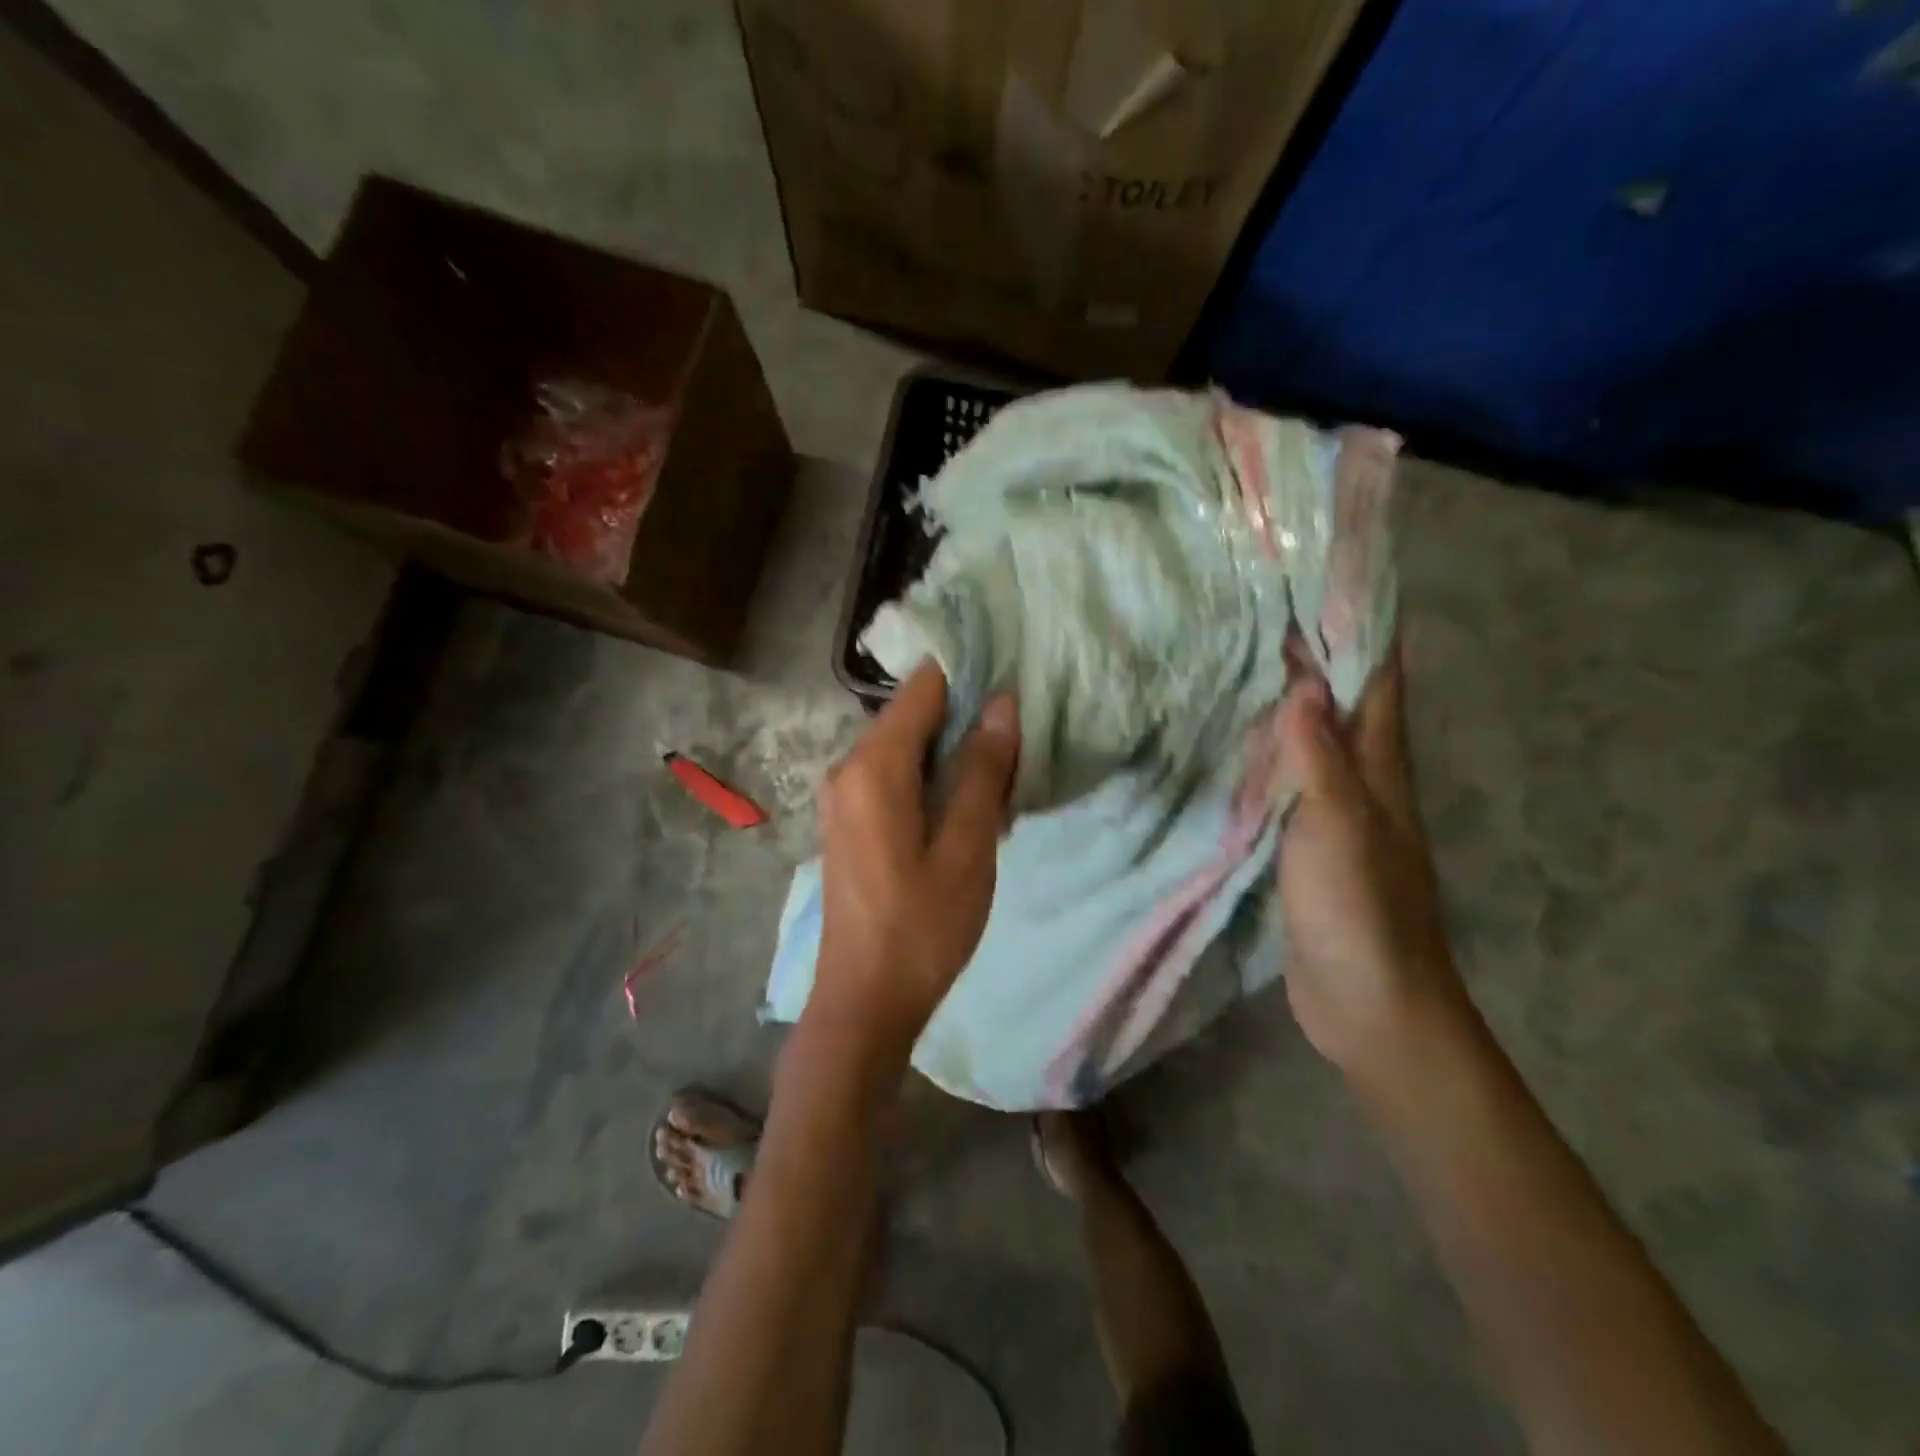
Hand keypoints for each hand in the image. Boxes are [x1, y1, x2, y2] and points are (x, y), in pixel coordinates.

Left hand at [811, 662, 1019, 1056]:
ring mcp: (843, 797)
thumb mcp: (968, 848)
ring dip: (952, 754)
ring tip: (1002, 776)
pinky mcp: (848, 822)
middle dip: (966, 720)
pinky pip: (893, 778)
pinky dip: (931, 780)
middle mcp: (848, 768)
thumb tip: (1002, 702)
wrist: (863, 1002)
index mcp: (873, 765)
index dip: (969, 678)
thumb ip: (983, 770)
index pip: (923, 687)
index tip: (1015, 686)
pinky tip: (967, 809)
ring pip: (905, 749)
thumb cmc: (922, 927)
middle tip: (1020, 740)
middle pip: (912, 716)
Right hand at [1275, 644, 1463, 1075]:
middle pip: (1342, 701)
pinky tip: (1234, 743)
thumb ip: (1319, 757)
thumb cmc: (1359, 912)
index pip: (1378, 679)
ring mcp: (1334, 813)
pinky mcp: (1306, 843)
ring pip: (1312, 739)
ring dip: (1288, 700)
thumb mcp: (1337, 828)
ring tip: (1242, 659)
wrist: (1369, 1004)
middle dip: (1315, 653)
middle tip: (1263, 607)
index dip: (1363, 626)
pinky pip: (1287, 782)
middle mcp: (1362, 780)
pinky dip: (1267, 753)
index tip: (1329, 577)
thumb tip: (1306, 681)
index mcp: (1379, 768)